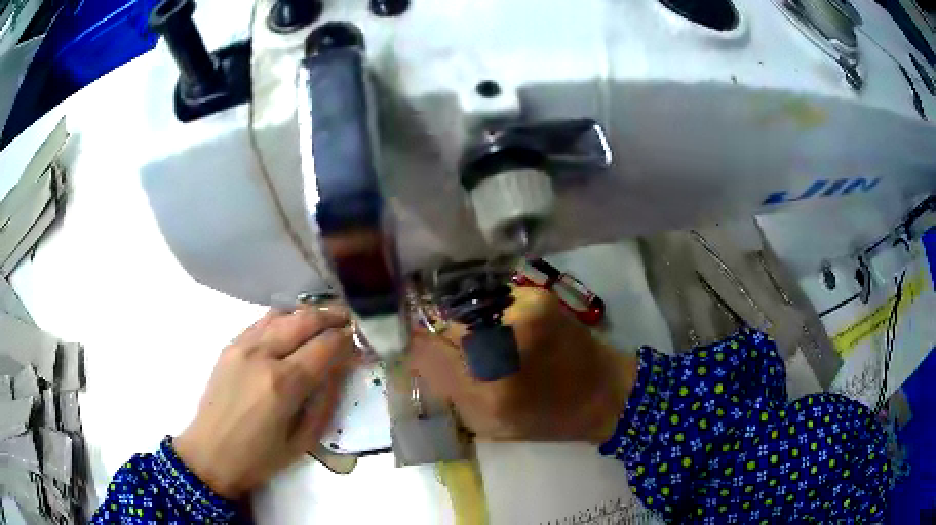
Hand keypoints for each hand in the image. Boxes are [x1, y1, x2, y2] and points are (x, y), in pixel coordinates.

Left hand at [174, 306, 356, 499]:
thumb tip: (340, 369)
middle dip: (331, 316)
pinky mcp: (230, 345)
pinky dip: (282, 318)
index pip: (324, 346)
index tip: (359, 341)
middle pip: (304, 320)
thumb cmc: (260, 457)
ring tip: (324, 319)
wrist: (210, 453)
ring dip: (307, 313)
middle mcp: (262, 355)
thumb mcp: (303, 441)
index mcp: (283, 384)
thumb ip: (325, 401)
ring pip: (282, 314)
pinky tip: (292, 327)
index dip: (346, 340)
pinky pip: (261, 322)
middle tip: (348, 319)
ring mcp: (242, 346)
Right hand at [410, 287, 636, 442]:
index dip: (418, 350)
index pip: (424, 349)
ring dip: (464, 323)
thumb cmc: (546, 418)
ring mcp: (522, 310)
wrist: (603, 389)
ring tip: (482, 340)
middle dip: (441, 336)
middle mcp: (503, 341)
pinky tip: (504, 328)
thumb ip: (448, 392)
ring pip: (464, 307)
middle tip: (455, 351)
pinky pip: (490, 299)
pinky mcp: (536, 294)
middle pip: (441, 321)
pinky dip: (488, 313)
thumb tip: (418, 356)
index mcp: (489, 388)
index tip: (423, 357)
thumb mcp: (488, 424)